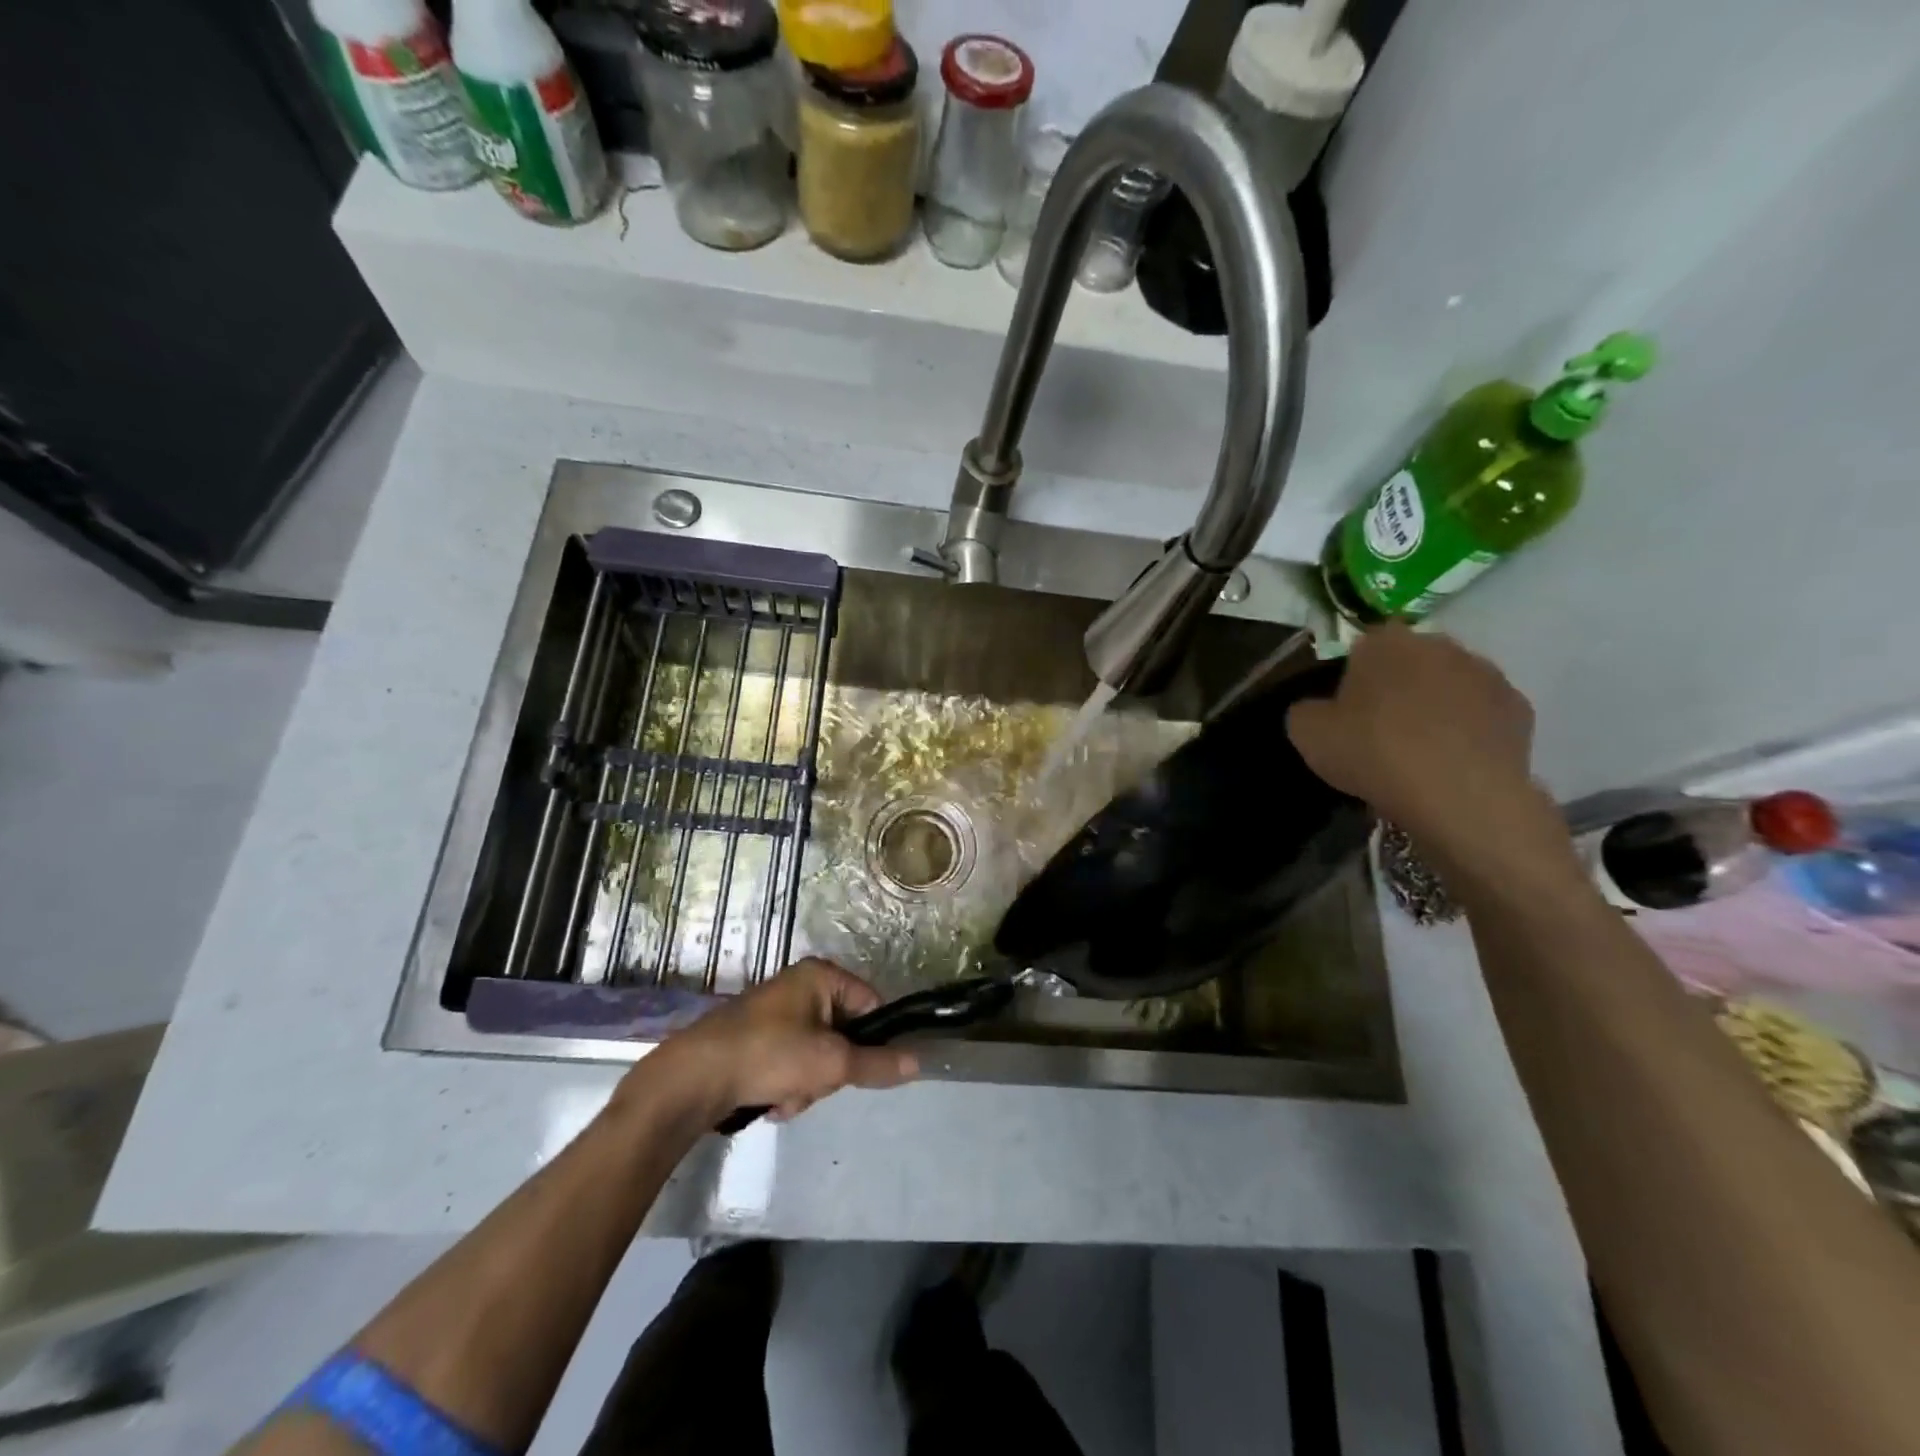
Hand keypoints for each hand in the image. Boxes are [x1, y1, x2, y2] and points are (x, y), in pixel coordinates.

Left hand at [636, 959, 918, 1123]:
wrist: (695, 1078)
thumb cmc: (771, 1055)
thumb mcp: (832, 1063)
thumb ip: (877, 1063)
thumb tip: (919, 1062)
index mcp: (820, 975)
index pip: (871, 1004)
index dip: (873, 1039)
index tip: (860, 1068)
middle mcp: (799, 986)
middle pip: (844, 1034)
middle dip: (830, 1070)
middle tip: (812, 1083)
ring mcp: (775, 1013)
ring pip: (817, 1056)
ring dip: (808, 1085)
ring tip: (785, 1096)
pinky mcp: (756, 1039)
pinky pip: (791, 1063)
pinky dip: (785, 1086)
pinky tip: (768, 1100)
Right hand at [1286, 624, 1578, 894]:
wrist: (1459, 795)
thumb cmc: (1374, 752)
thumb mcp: (1306, 733)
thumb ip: (1305, 710)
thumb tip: (1317, 709)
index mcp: (1385, 641)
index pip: (1361, 647)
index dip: (1350, 679)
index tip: (1344, 713)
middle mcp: (1439, 645)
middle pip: (1409, 662)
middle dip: (1396, 687)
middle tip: (1378, 731)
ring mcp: (1486, 674)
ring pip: (1448, 686)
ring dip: (1434, 708)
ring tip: (1418, 752)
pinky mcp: (1519, 709)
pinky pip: (1481, 715)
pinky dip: (1467, 732)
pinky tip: (1452, 764)